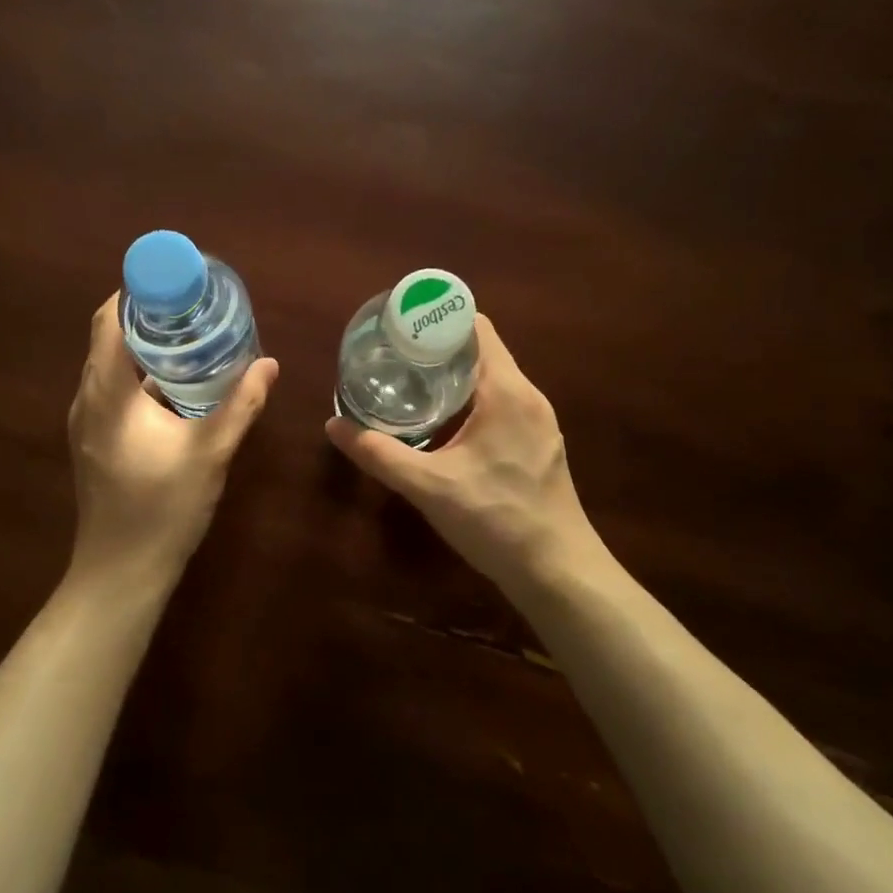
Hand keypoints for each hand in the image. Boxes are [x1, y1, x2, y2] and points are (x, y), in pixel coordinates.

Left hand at [68, 294, 277, 584]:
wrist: (120, 573)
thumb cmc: (162, 509)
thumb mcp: (210, 453)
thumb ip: (240, 404)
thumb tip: (269, 364)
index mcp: (108, 392)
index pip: (109, 320)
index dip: (138, 291)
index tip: (176, 279)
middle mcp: (88, 398)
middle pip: (109, 336)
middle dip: (148, 313)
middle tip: (194, 304)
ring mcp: (86, 420)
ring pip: (111, 363)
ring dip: (145, 344)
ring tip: (191, 333)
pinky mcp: (94, 438)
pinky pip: (114, 387)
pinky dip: (141, 372)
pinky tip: (178, 382)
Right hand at [326, 315, 604, 592]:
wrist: (558, 573)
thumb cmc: (496, 520)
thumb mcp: (428, 486)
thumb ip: (379, 453)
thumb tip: (334, 425)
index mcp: (507, 390)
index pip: (476, 327)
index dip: (437, 320)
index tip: (401, 328)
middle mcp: (528, 396)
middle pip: (481, 351)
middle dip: (437, 349)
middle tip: (394, 357)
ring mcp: (538, 420)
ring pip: (491, 379)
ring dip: (453, 376)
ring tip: (410, 383)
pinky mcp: (538, 443)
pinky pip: (501, 403)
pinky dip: (470, 400)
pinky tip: (443, 422)